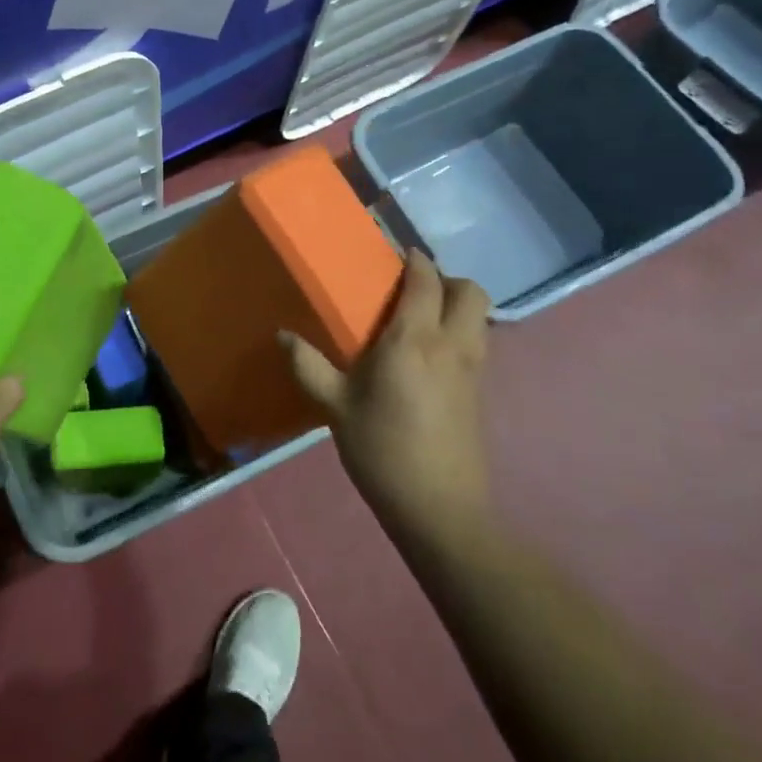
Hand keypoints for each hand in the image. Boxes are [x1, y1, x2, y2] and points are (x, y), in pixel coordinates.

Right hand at [281, 251, 491, 528]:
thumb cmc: (382, 449)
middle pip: (469, 291)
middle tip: (412, 288)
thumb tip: (282, 335)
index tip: (396, 253)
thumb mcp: (335, 407)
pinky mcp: (479, 393)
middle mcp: (451, 345)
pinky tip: (430, 356)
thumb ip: (308, 366)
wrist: (439, 509)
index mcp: (413, 340)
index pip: (426, 281)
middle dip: (446, 278)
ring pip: (479, 317)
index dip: (415, 260)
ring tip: (421, 318)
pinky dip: (461, 331)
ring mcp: (472, 369)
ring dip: (457, 304)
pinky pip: (477, 343)